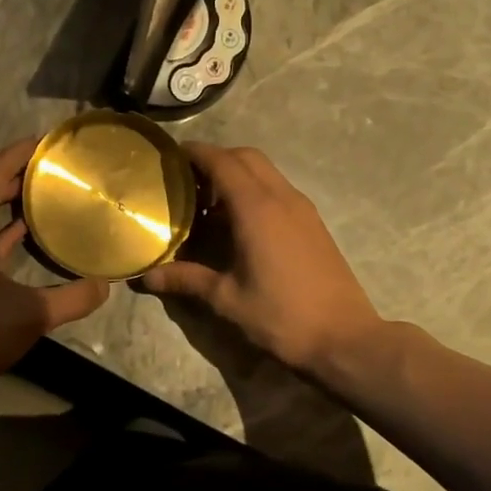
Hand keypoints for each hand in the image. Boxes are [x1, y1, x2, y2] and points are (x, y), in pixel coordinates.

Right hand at [142, 144, 380, 373]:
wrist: (343, 338)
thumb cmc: (281, 316)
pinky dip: (255, 190)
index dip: (196, 153)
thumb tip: (146, 277)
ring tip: (209, 202)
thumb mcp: (226, 299)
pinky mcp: (314, 223)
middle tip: (188, 180)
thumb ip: (186, 279)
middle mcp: (282, 198)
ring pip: (266, 172)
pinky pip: (279, 190)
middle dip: (216, 158)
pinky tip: (240, 223)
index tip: (171, 155)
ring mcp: (302, 209)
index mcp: (257, 209)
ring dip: (238, 174)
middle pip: (247, 157)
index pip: (223, 162)